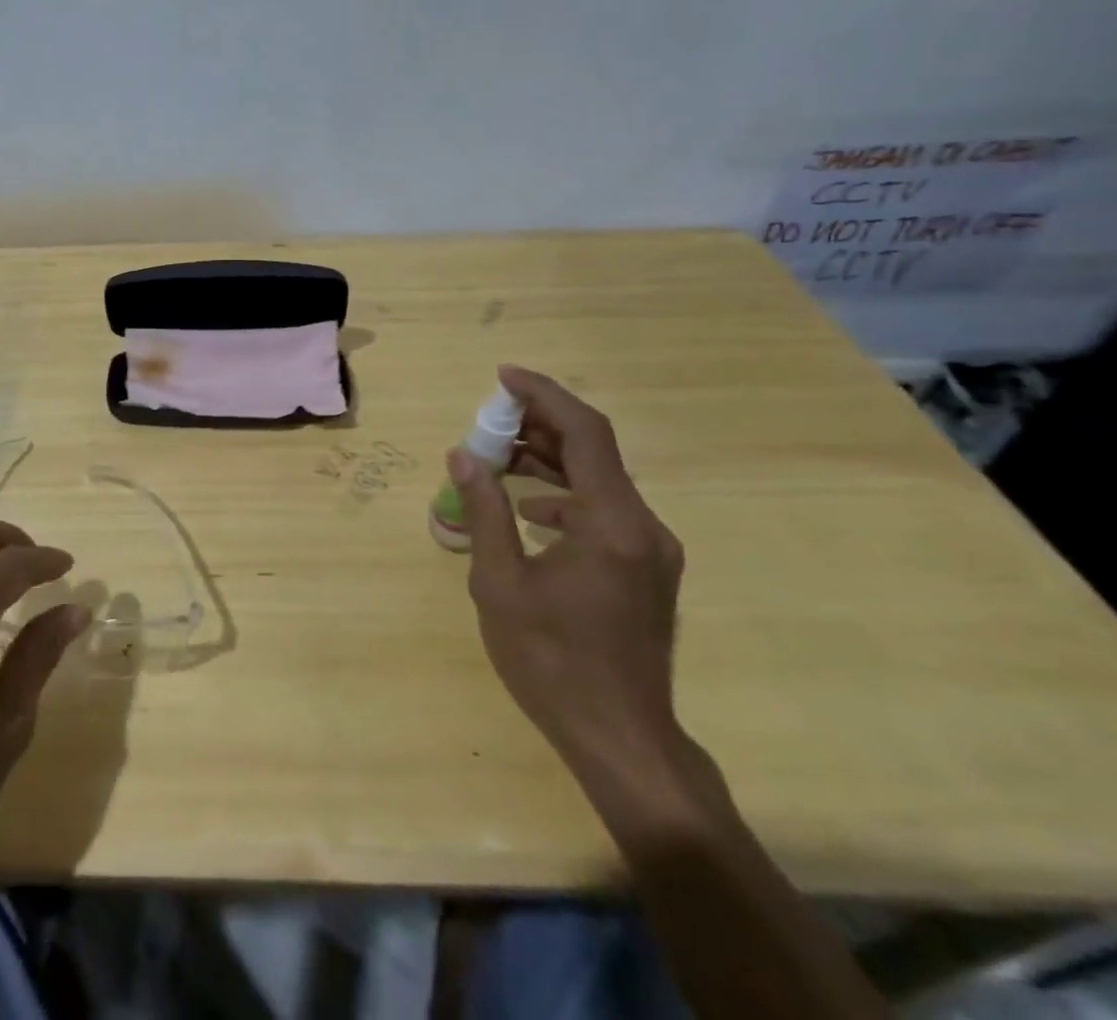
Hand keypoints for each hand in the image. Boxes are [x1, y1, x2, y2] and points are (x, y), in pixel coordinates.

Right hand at [449, 365, 685, 780]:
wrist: (622, 740)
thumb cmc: (552, 661)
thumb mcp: (500, 584)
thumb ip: (483, 512)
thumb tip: (464, 456)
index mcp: (612, 524)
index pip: (585, 433)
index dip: (544, 395)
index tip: (502, 376)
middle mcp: (643, 527)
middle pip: (594, 452)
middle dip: (539, 427)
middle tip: (488, 422)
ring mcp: (652, 551)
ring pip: (599, 482)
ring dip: (549, 462)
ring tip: (497, 459)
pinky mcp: (647, 571)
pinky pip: (604, 512)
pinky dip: (563, 497)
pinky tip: (528, 512)